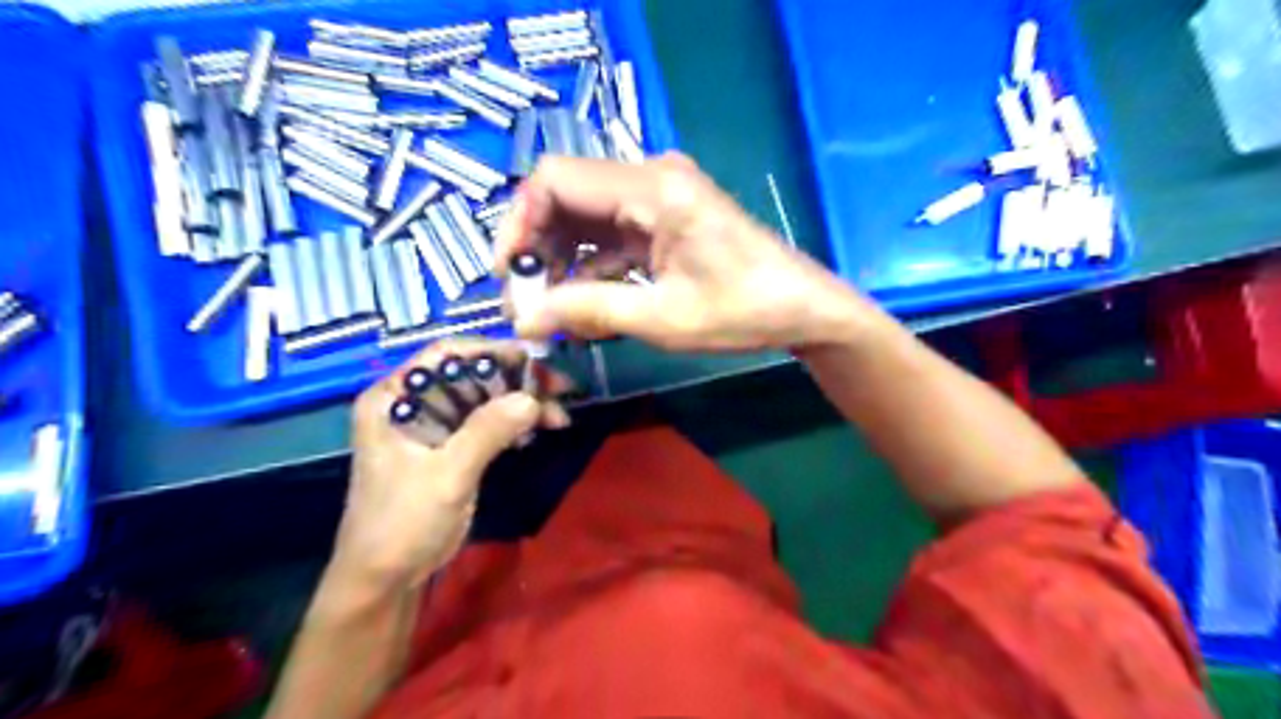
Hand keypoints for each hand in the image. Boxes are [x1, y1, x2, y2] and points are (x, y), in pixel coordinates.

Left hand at [334, 341, 568, 587]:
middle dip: (516, 380)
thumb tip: (532, 398)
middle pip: (471, 375)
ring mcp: (432, 425)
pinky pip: (486, 422)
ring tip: (558, 415)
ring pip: (484, 398)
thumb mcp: (446, 475)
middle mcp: (411, 403)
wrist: (386, 580)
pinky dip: (514, 423)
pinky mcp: (449, 447)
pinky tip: (539, 428)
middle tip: (559, 388)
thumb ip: (486, 432)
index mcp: (394, 398)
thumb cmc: (402, 523)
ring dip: (521, 403)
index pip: (445, 355)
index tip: (535, 360)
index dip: (491, 351)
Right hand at [491, 153, 881, 351]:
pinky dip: (592, 267)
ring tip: (553, 312)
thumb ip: (588, 311)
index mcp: (652, 188)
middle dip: (539, 247)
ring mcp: (659, 198)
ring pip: (585, 218)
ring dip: (563, 262)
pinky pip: (611, 235)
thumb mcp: (662, 317)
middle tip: (528, 301)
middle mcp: (650, 179)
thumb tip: (523, 319)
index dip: (519, 222)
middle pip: (566, 197)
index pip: (556, 179)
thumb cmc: (743, 312)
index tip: (509, 274)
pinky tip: (584, 306)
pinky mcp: (664, 220)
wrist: (803, 309)